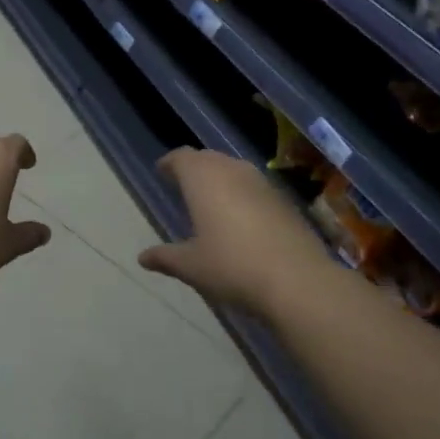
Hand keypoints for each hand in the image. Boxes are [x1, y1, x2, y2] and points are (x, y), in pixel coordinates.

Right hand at [138, 149, 329, 313]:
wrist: (297, 280)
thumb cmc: (232, 267)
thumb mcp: (191, 266)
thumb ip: (166, 257)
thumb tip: (143, 257)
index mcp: (203, 179)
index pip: (181, 158)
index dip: (170, 163)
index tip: (162, 172)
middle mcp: (232, 170)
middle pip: (208, 158)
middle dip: (194, 168)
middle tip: (183, 184)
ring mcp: (262, 183)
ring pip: (234, 169)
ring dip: (220, 179)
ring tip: (210, 200)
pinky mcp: (284, 199)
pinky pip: (254, 187)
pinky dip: (242, 194)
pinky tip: (242, 218)